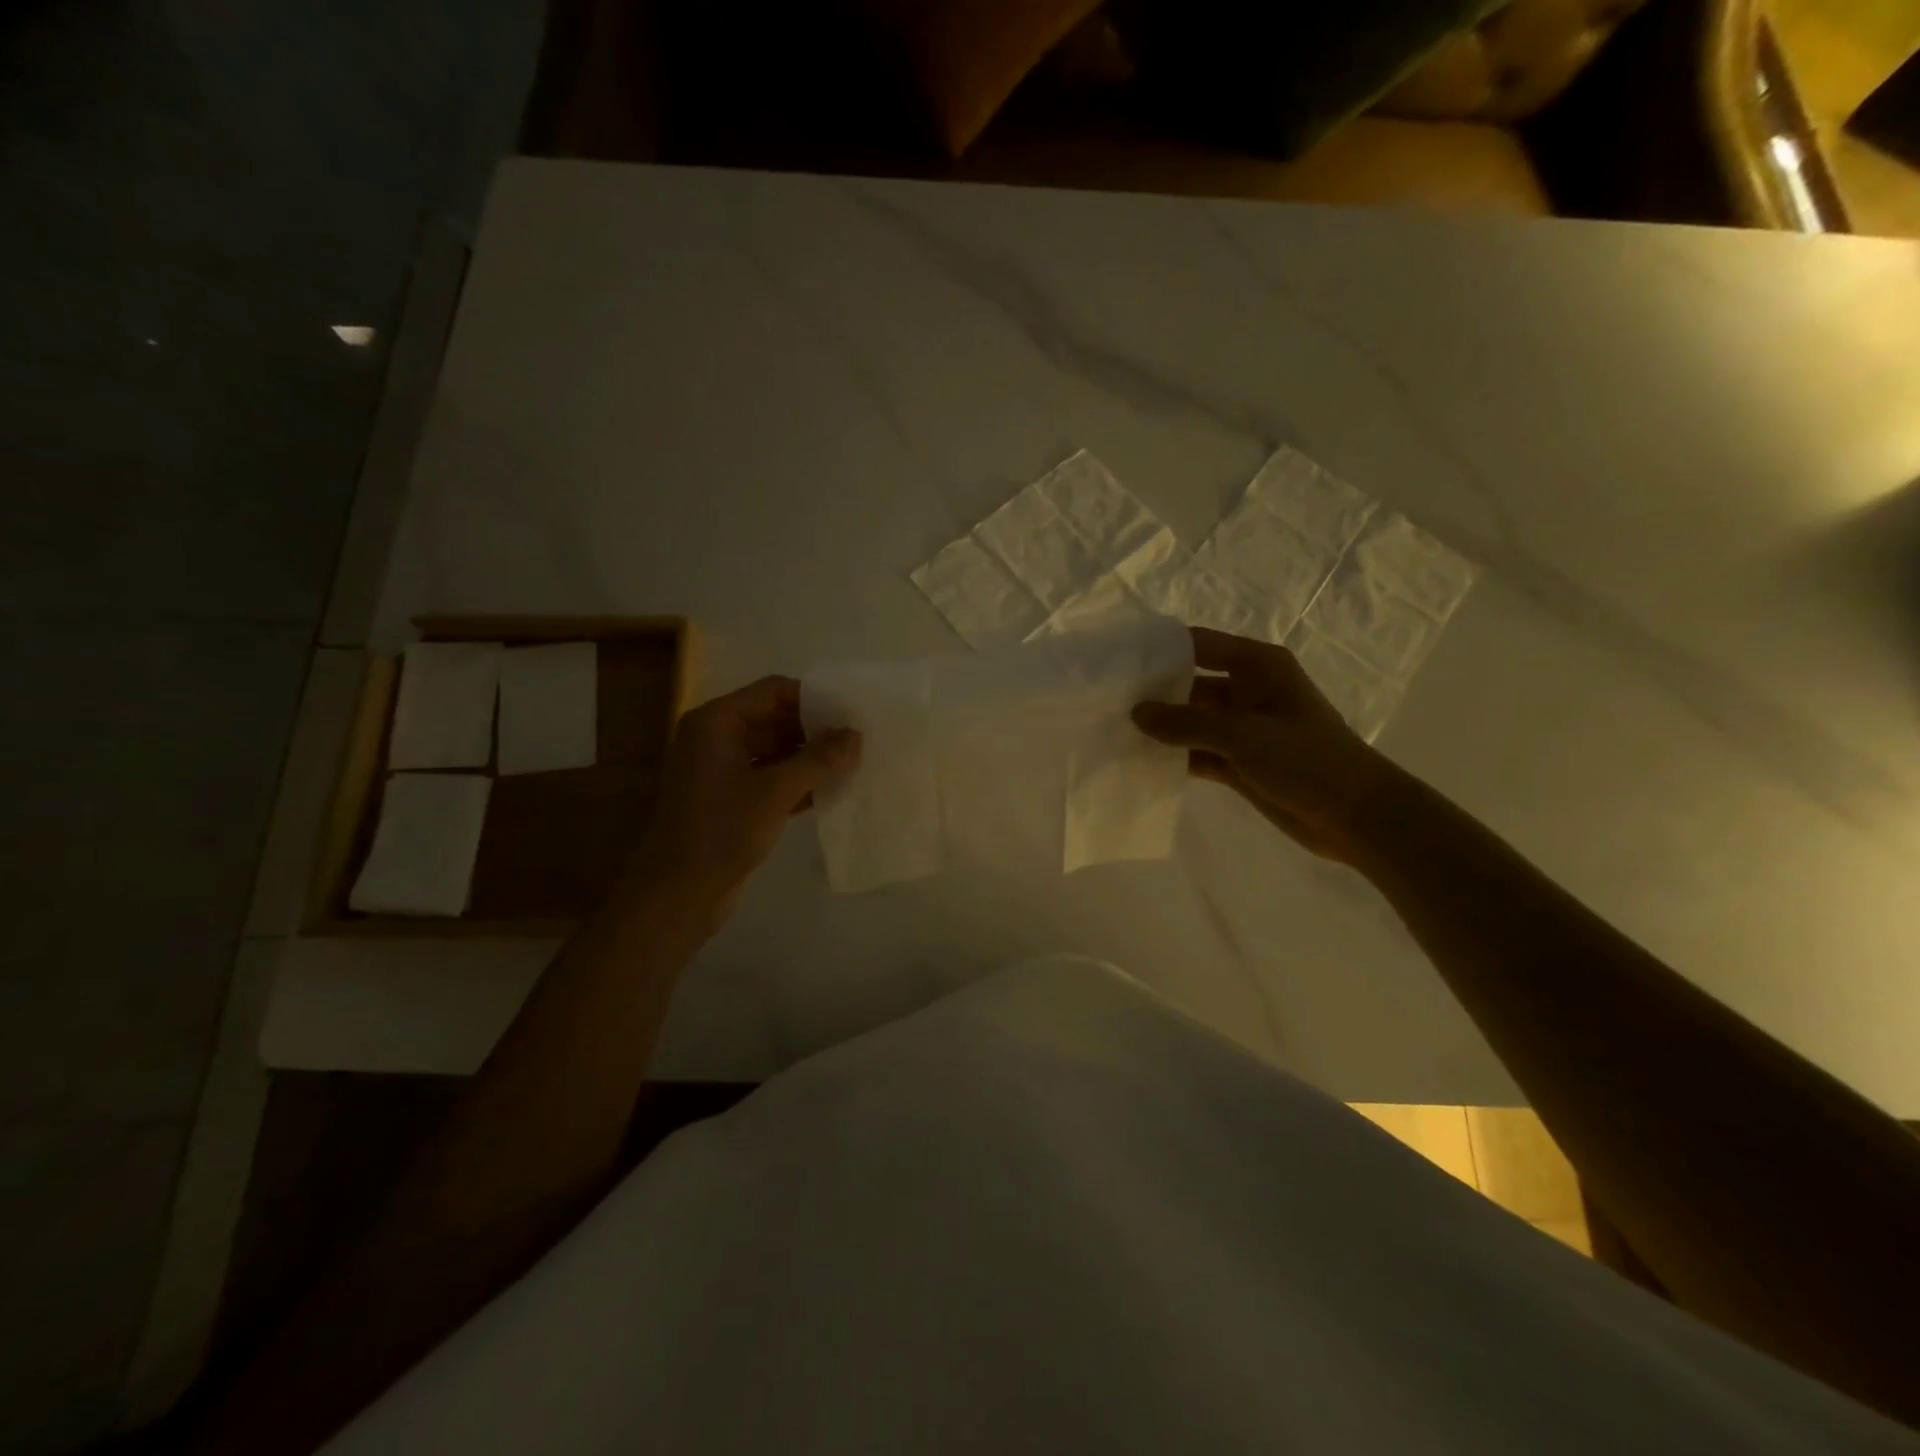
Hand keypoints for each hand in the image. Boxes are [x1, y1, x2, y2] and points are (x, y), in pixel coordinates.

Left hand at [632, 676, 859, 918]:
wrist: (679, 893)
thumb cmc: (722, 832)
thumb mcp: (775, 792)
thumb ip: (818, 760)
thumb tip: (855, 735)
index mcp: (716, 722)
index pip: (773, 691)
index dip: (813, 699)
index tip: (851, 713)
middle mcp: (715, 738)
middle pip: (774, 718)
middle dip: (815, 730)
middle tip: (858, 741)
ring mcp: (721, 769)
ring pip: (775, 750)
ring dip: (809, 757)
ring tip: (852, 764)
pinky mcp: (730, 798)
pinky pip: (769, 777)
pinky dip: (797, 781)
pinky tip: (831, 790)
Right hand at [1132, 628, 1389, 863]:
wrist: (1356, 815)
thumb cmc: (1305, 759)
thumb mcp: (1242, 734)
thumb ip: (1186, 722)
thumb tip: (1136, 712)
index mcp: (1257, 666)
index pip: (1199, 645)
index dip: (1161, 649)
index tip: (1118, 657)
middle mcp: (1248, 690)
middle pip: (1191, 683)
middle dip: (1154, 692)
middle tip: (1107, 699)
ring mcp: (1243, 728)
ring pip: (1192, 721)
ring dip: (1162, 727)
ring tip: (1113, 729)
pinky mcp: (1240, 762)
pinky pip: (1199, 752)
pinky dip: (1175, 756)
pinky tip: (1141, 761)